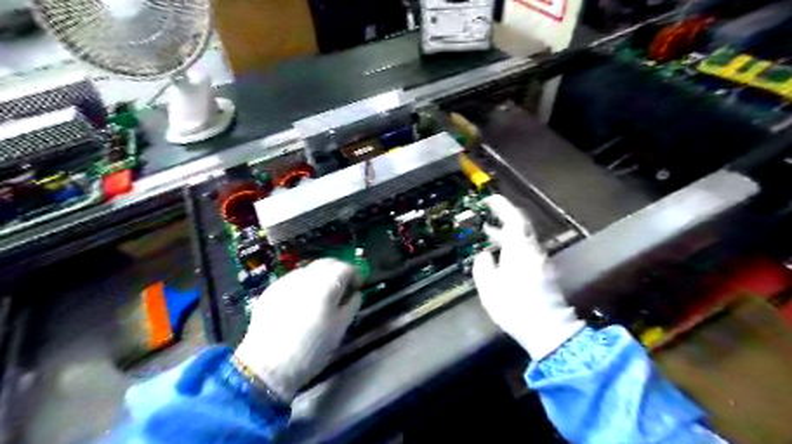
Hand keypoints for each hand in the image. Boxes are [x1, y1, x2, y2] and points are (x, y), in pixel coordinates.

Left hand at [234, 258, 361, 400]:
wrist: (268, 365)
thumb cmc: (312, 348)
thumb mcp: (340, 328)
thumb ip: (351, 305)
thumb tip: (355, 294)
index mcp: (327, 283)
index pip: (346, 267)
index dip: (355, 276)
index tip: (356, 289)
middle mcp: (307, 275)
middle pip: (327, 263)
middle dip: (338, 272)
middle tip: (342, 289)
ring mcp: (286, 281)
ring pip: (309, 269)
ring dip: (320, 277)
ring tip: (320, 297)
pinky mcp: (271, 290)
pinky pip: (293, 280)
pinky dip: (303, 285)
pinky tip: (300, 303)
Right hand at [472, 195, 583, 359]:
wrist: (548, 330)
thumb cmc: (515, 307)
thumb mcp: (489, 287)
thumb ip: (484, 266)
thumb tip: (485, 254)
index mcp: (519, 250)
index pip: (513, 219)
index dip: (502, 206)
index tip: (490, 199)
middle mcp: (533, 251)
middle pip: (521, 226)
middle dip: (504, 217)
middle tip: (487, 213)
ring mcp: (540, 262)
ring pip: (522, 239)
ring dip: (506, 234)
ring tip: (488, 233)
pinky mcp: (543, 273)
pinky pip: (525, 251)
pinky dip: (512, 246)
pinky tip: (500, 255)